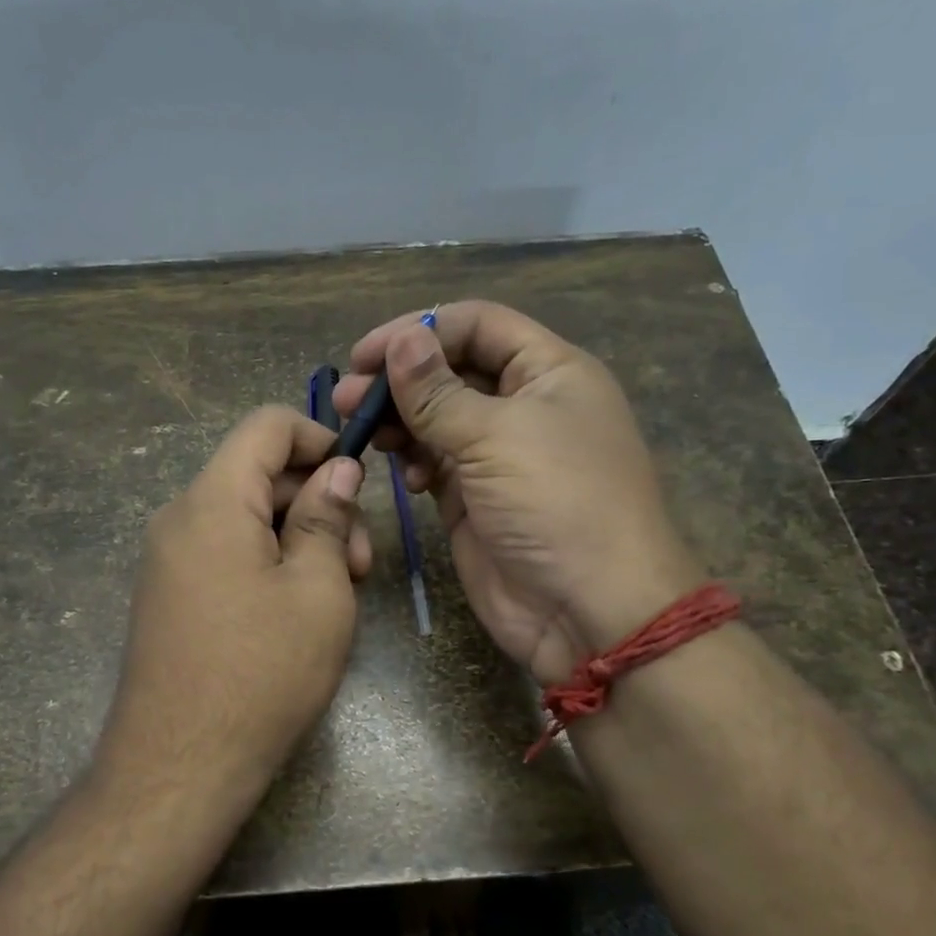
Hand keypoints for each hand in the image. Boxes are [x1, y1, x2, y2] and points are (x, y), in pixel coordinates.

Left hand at [100, 406, 372, 802]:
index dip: (319, 437)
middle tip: (361, 564)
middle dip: (317, 502)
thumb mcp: (317, 590)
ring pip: (246, 517)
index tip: (358, 482)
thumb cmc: (262, 673)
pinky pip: (226, 552)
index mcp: (213, 501)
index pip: (266, 425)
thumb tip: (337, 468)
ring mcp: (169, 558)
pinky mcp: (170, 594)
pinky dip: (268, 562)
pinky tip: (298, 610)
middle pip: (258, 474)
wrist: (179, 766)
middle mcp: (180, 517)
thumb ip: (326, 517)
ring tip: (337, 594)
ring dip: (298, 538)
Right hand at [332, 301, 700, 684]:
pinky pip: (434, 463)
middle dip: (400, 379)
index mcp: (548, 372)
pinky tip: (403, 476)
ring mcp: (497, 455)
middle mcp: (523, 406)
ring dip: (399, 420)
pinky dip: (413, 461)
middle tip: (347, 397)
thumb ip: (438, 391)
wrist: (589, 611)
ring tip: (361, 433)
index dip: (420, 329)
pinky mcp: (474, 499)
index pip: (477, 325)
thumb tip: (402, 339)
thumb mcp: (496, 437)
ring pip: (437, 419)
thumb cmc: (556, 504)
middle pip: (451, 370)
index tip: (364, 355)